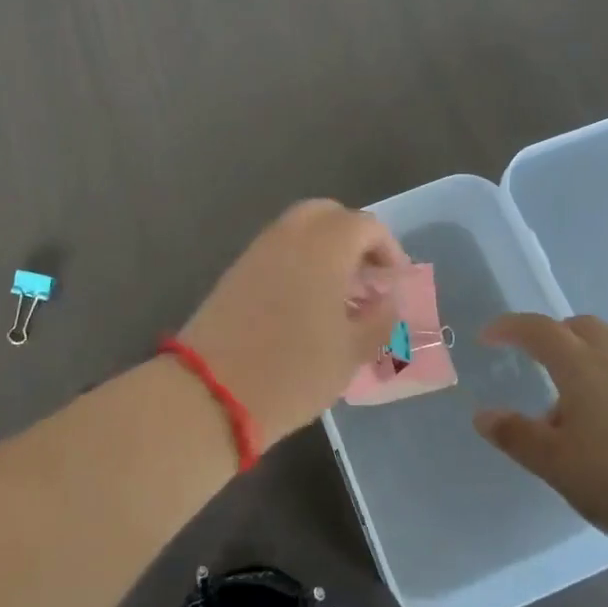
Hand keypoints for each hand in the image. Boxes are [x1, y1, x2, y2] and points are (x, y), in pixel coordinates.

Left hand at [178, 200, 404, 445]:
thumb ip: (379, 319)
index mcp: (324, 246)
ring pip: (299, 229)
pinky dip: (298, 261)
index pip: (365, 226)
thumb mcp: (351, 352)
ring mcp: (258, 250)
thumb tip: (390, 300)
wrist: (212, 392)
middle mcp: (289, 236)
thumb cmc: (293, 371)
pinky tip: (306, 302)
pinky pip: (277, 250)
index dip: (388, 249)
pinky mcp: (236, 271)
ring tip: (339, 293)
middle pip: (328, 215)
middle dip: (353, 238)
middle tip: (367, 276)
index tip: (395, 282)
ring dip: (324, 248)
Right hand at [473, 313, 607, 549]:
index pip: (539, 330)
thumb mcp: (556, 463)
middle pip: (582, 329)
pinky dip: (603, 394)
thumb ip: (517, 436)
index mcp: (581, 367)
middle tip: (532, 357)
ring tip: (562, 419)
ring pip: (607, 358)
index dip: (510, 328)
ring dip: (579, 370)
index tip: (487, 337)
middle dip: (553, 335)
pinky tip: (600, 440)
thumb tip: (483, 416)